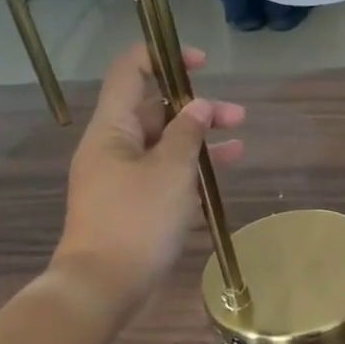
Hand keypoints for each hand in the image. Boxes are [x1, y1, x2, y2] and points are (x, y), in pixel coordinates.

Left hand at [52, 45, 245, 302]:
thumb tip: (199, 106)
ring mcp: (123, 178)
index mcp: (113, 129)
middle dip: (197, 108)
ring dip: (200, 141)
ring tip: (240, 146)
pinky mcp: (134, 205)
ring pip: (165, 145)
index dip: (163, 57)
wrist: (104, 286)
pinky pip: (164, 176)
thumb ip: (187, 133)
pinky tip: (219, 179)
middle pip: (156, 110)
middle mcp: (114, 147)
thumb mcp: (170, 171)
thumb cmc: (136, 221)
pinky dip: (191, 172)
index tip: (201, 63)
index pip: (131, 73)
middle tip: (237, 116)